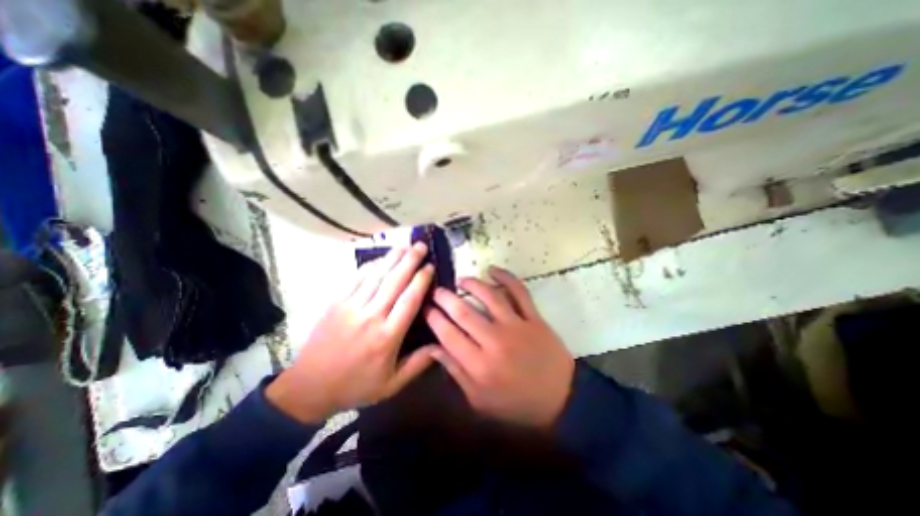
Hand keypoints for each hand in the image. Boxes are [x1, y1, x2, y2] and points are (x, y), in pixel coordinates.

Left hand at [267, 243, 437, 424]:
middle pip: (394, 282)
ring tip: (405, 245)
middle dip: (410, 261)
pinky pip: (356, 278)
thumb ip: (418, 364)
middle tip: (421, 246)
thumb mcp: (392, 384)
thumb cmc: (355, 385)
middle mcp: (371, 317)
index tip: (430, 266)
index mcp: (387, 337)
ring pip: (376, 276)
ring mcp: (351, 307)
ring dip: (392, 258)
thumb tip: (441, 344)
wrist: (309, 387)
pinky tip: (381, 258)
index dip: (421, 280)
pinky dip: (370, 266)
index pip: (409, 300)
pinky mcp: (336, 303)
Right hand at [425, 269, 572, 428]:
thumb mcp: (479, 400)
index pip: (448, 335)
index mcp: (479, 365)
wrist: (561, 399)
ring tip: (461, 280)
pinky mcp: (534, 318)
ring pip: (490, 297)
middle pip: (464, 313)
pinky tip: (492, 270)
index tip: (426, 308)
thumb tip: (434, 348)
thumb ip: (455, 372)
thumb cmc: (516, 403)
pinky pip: (519, 292)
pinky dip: (506, 277)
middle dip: (445, 298)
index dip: (434, 318)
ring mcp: (516, 326)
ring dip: (472, 284)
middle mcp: (495, 342)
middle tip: (437, 291)